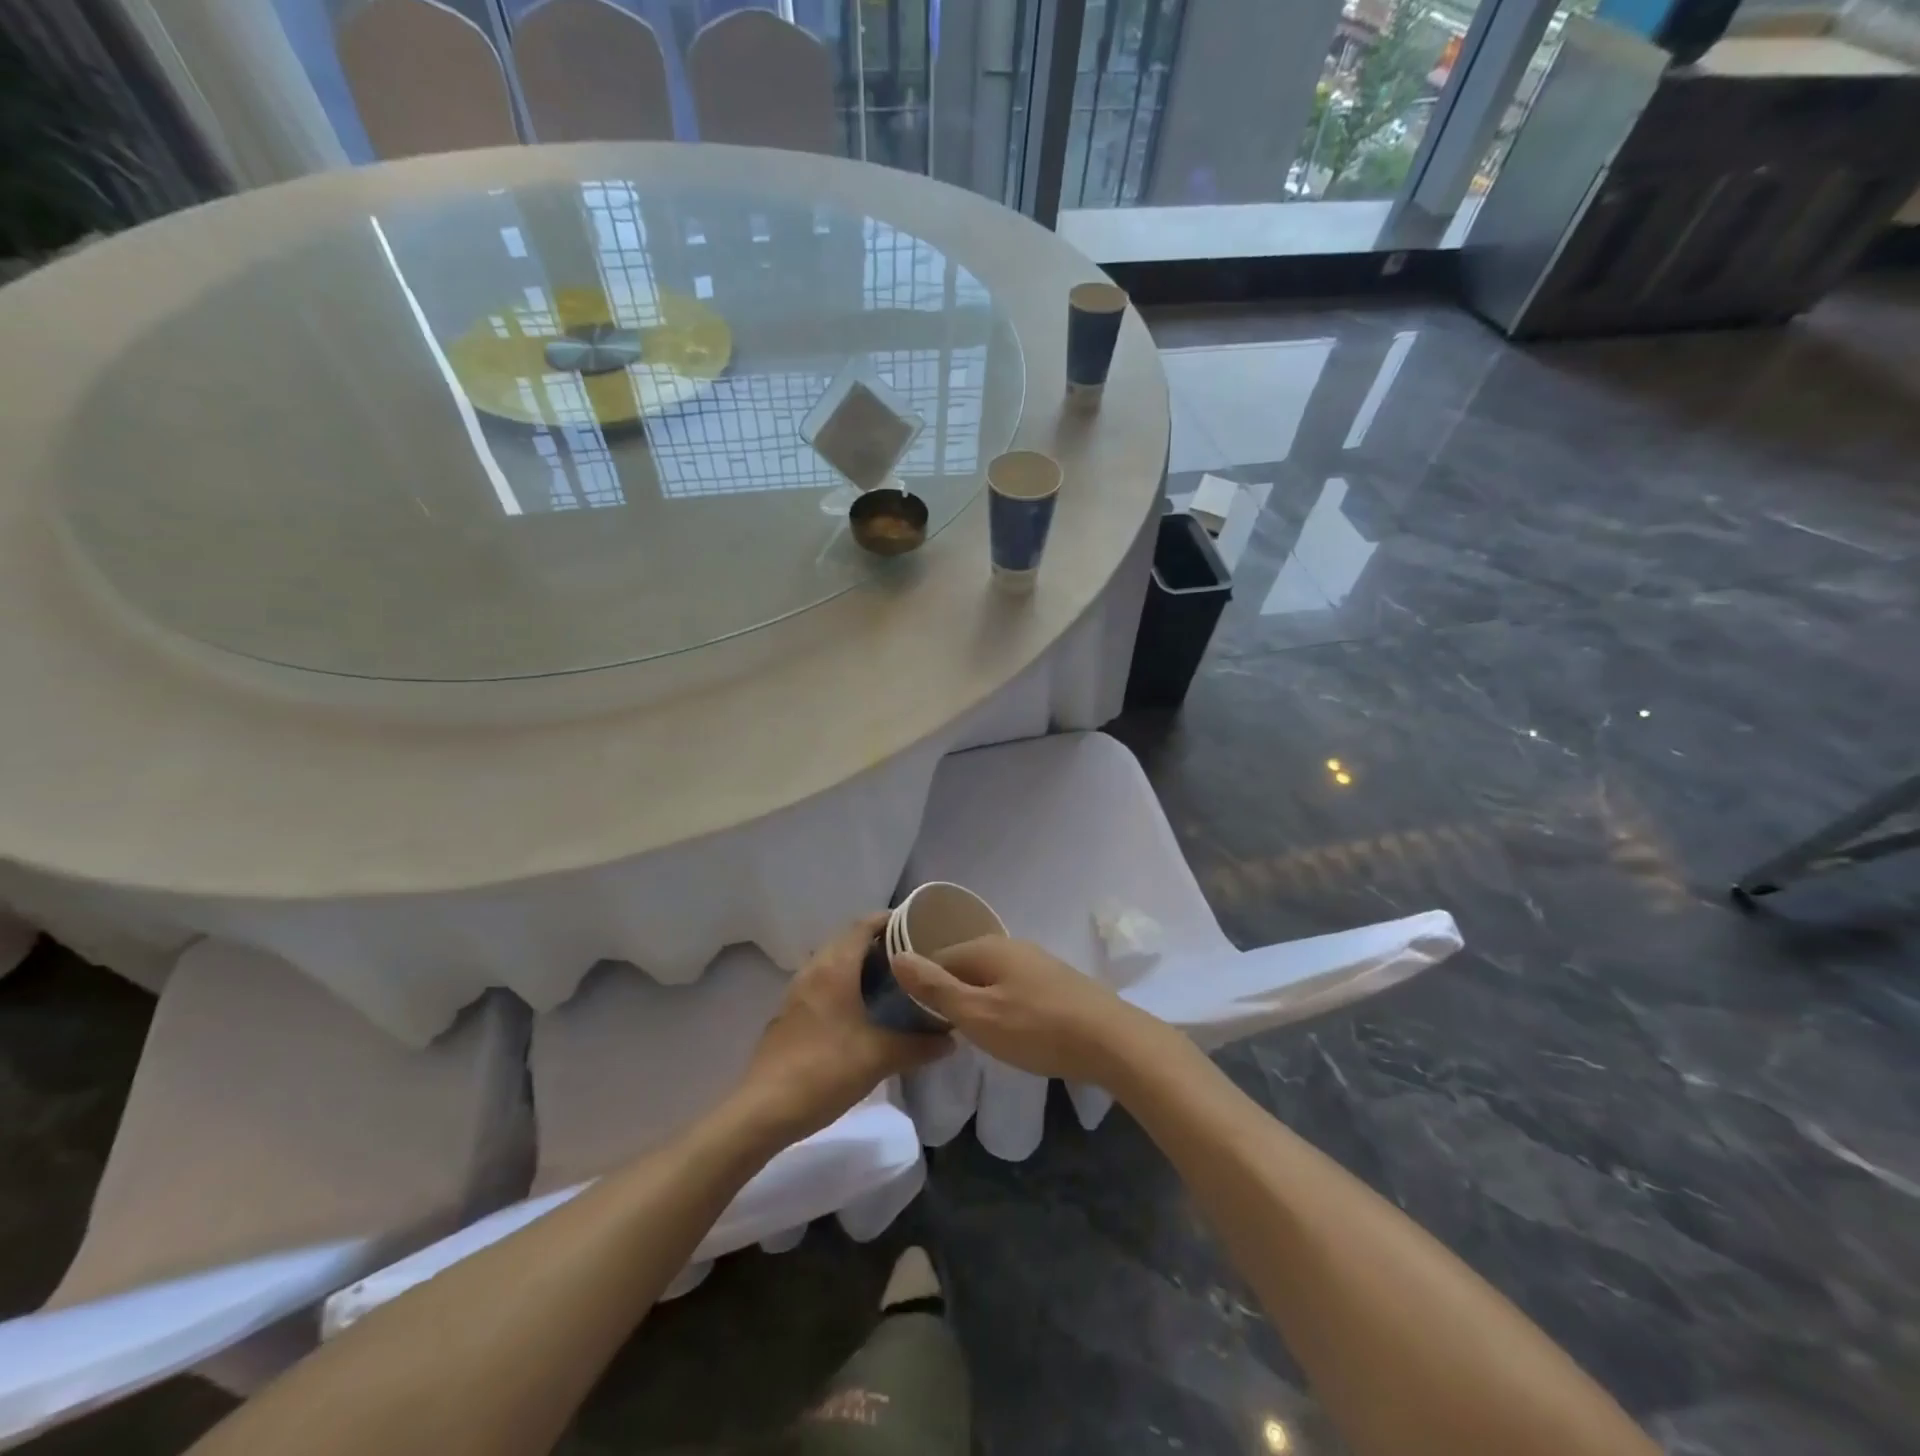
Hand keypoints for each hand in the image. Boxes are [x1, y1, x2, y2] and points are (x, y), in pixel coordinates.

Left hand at [737, 914, 950, 1144]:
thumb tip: (951, 1039)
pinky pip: (824, 983)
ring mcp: (797, 991)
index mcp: (834, 967)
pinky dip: (846, 983)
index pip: (863, 925)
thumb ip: (919, 1045)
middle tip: (914, 956)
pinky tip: (864, 1009)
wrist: (764, 1110)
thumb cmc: (825, 1071)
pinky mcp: (791, 1013)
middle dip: (880, 942)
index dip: (891, 920)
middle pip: (849, 940)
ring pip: (834, 962)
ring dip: (861, 964)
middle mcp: (814, 969)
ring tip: (894, 980)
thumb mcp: (879, 1057)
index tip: (920, 926)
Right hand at [890, 937, 1160, 1085]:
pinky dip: (1002, 1004)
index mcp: (986, 948)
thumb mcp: (977, 1014)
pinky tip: (1009, 1029)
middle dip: (950, 993)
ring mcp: (1036, 961)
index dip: (921, 986)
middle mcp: (1010, 945)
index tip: (915, 1019)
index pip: (937, 958)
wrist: (1111, 1041)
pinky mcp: (1055, 981)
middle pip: (965, 965)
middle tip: (943, 1031)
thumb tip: (897, 956)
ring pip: (990, 977)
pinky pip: (1014, 987)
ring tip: (972, 1034)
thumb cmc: (1036, 1028)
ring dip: (977, 1000)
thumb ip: (936, 988)